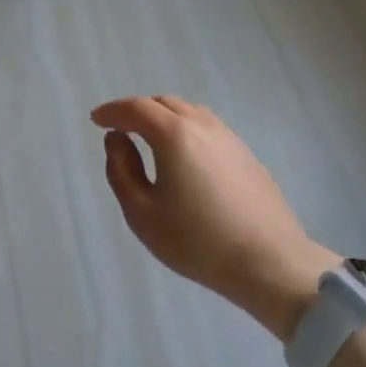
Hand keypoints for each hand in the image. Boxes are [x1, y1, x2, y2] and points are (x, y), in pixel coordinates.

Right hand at [91, 96, 336, 340]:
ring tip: (150, 139)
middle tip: (121, 129)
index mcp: (174, 134)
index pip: (136, 109)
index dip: (112, 111)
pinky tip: (184, 156)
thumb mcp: (142, 213)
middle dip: (138, 110)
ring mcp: (229, 137)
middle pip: (164, 103)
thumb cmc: (197, 241)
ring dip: (164, 118)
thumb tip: (117, 139)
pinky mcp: (246, 154)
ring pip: (189, 112)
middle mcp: (202, 125)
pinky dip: (186, 130)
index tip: (96, 120)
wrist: (269, 262)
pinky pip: (207, 128)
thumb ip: (121, 170)